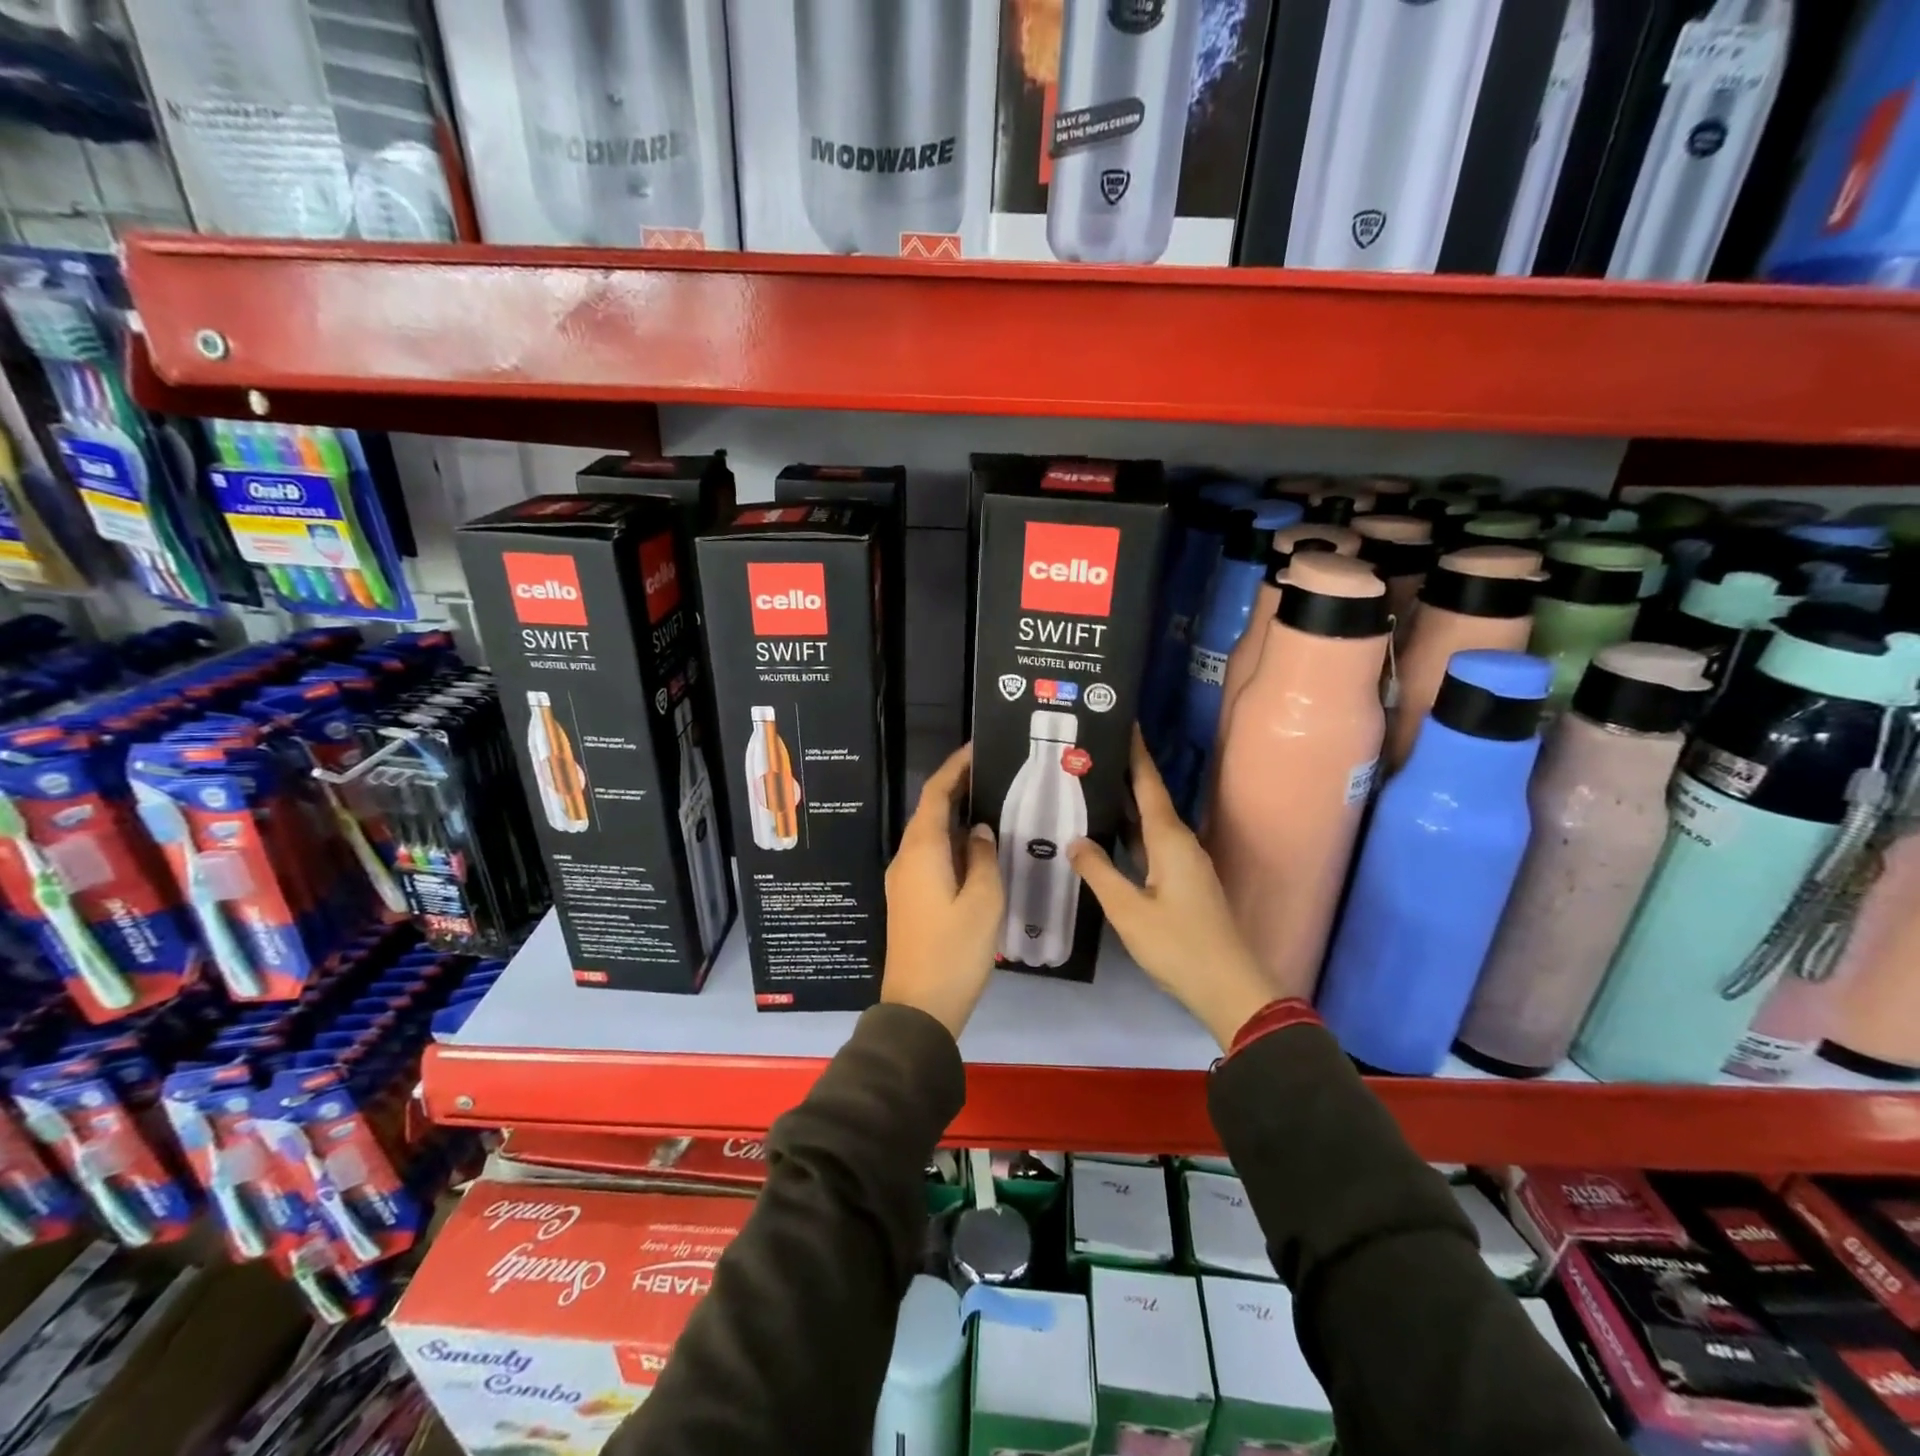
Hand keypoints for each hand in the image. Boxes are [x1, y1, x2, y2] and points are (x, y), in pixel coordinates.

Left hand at [882, 744, 1004, 1038]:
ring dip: (958, 820)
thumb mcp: (983, 902)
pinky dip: (954, 845)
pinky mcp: (910, 900)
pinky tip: (980, 852)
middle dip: (959, 790)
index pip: (936, 794)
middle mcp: (906, 858)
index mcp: (922, 851)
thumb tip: (979, 830)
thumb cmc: (954, 951)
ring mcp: (904, 880)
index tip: (978, 749)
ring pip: (932, 837)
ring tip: (995, 809)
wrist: (919, 1008)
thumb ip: (983, 858)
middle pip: (931, 812)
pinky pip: (931, 858)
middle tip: (996, 777)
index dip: (955, 768)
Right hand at [1070, 731, 1273, 1049]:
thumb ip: (1098, 872)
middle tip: (1086, 754)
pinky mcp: (1182, 882)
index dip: (1135, 753)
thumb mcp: (1128, 910)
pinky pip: (1151, 845)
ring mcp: (1184, 863)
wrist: (1228, 987)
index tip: (1123, 721)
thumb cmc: (1178, 945)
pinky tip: (1107, 836)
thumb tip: (1074, 840)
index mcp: (1170, 840)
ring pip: (1149, 823)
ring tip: (1089, 787)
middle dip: (1122, 774)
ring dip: (1123, 805)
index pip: (1148, 784)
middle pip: (1148, 798)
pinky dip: (1129, 833)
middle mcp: (1180, 843)